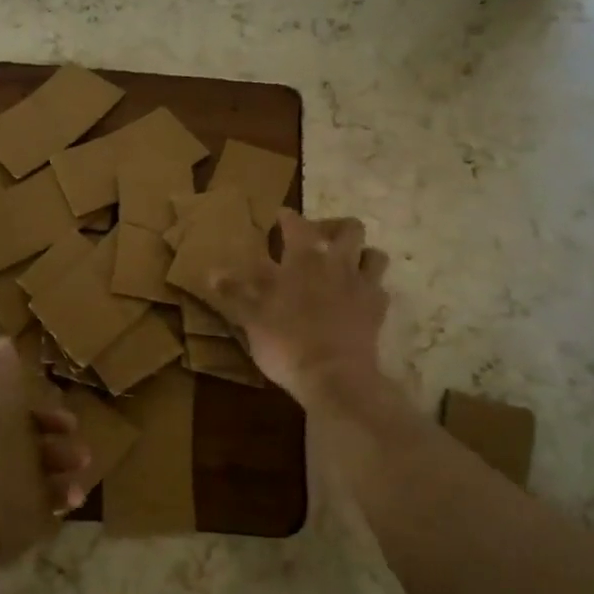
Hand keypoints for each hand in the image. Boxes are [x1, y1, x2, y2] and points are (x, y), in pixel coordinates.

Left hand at [0, 340, 90, 593]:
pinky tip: (71, 501)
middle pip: (2, 430)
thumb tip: (0, 340)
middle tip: (72, 429)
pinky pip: (19, 503)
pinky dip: (45, 499)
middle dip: (41, 429)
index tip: (38, 388)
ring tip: (82, 468)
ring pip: (16, 467)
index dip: (4, 388)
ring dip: (51, 464)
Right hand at [210, 209, 389, 402]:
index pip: (297, 223)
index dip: (287, 217)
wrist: (334, 376)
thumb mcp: (251, 316)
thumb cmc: (286, 341)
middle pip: (349, 228)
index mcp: (304, 256)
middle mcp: (337, 261)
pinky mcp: (378, 310)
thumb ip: (235, 291)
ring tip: (345, 265)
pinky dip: (370, 289)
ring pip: (374, 254)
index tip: (280, 216)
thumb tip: (212, 272)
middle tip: (319, 240)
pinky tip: (358, 299)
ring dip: (361, 254)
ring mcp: (362, 285)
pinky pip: (380, 289)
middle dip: (334, 227)